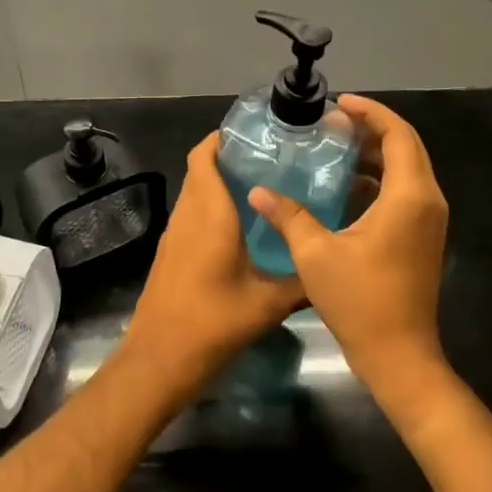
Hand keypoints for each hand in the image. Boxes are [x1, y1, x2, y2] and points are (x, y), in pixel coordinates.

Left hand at [120, 133, 306, 402]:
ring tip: (262, 185)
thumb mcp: (268, 303)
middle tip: (270, 158)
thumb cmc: (213, 322)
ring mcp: (174, 233)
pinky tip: (241, 225)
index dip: (222, 138)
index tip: (254, 133)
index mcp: (209, 213)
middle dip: (229, 158)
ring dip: (219, 182)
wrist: (161, 358)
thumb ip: (301, 281)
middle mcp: (188, 214)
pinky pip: (192, 214)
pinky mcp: (171, 252)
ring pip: (194, 192)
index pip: (204, 156)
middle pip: (200, 170)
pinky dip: (211, 207)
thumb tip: (330, 265)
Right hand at [247, 95, 448, 402]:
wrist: (399, 356)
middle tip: (332, 122)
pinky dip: (378, 178)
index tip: (339, 104)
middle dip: (371, 128)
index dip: (370, 112)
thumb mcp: (316, 254)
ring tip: (335, 146)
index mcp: (409, 197)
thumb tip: (258, 191)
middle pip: (406, 146)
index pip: (398, 135)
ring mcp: (428, 220)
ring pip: (407, 169)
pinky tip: (345, 185)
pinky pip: (404, 191)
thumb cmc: (360, 302)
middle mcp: (427, 201)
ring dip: (375, 152)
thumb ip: (289, 216)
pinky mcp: (422, 237)